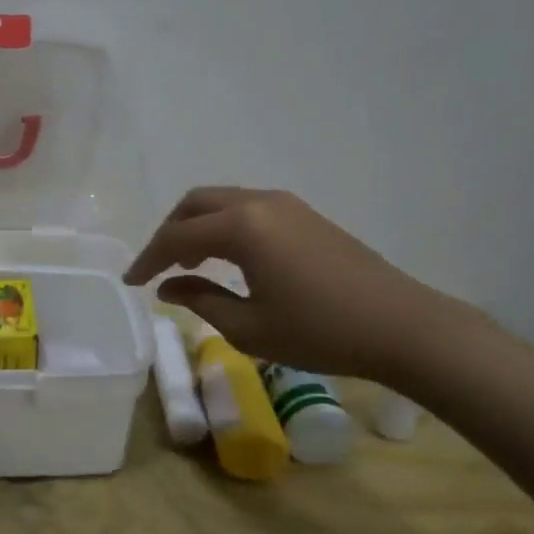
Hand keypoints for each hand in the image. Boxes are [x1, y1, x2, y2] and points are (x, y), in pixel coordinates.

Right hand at [124, 187, 447, 381]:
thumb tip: (169, 287)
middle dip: (169, 232)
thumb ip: (201, 300)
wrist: (401, 326)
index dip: (149, 258)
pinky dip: (225, 227)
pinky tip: (228, 258)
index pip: (177, 236)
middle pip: (196, 204)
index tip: (131, 282)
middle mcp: (259, 202)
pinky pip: (249, 209)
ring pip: (223, 202)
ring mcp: (287, 205)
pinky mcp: (306, 215)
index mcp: (241, 227)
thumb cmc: (319, 332)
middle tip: (158, 267)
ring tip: (189, 264)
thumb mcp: (249, 326)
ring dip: (197, 227)